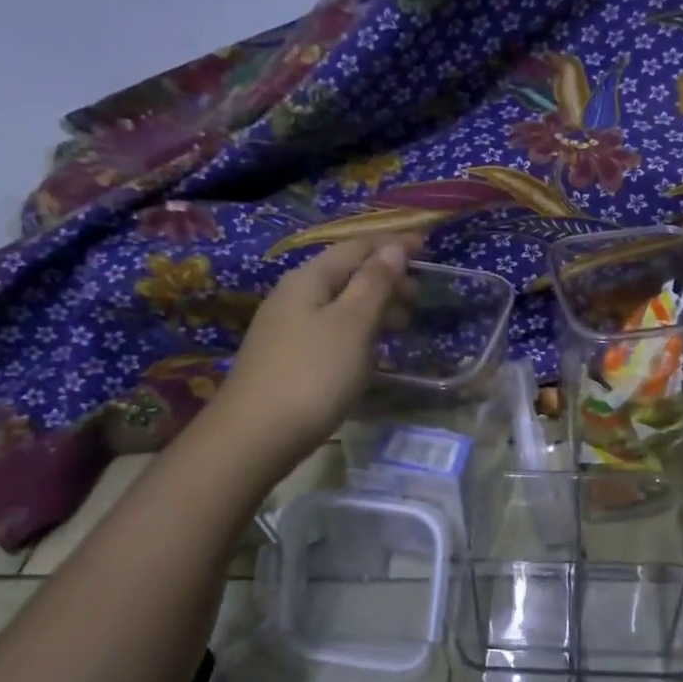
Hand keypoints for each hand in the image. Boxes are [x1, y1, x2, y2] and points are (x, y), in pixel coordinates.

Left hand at [208, 236, 417, 471]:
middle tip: (419, 298)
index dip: (393, 245)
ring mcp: (287, 328)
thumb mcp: (352, 324)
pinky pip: (331, 329)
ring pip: (339, 304)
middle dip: (386, 278)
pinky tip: (370, 351)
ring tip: (403, 326)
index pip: (357, 247)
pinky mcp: (287, 357)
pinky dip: (358, 331)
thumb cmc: (313, 374)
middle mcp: (294, 295)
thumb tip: (394, 248)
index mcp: (309, 279)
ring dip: (374, 307)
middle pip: (347, 274)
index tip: (428, 247)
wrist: (255, 436)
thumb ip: (375, 283)